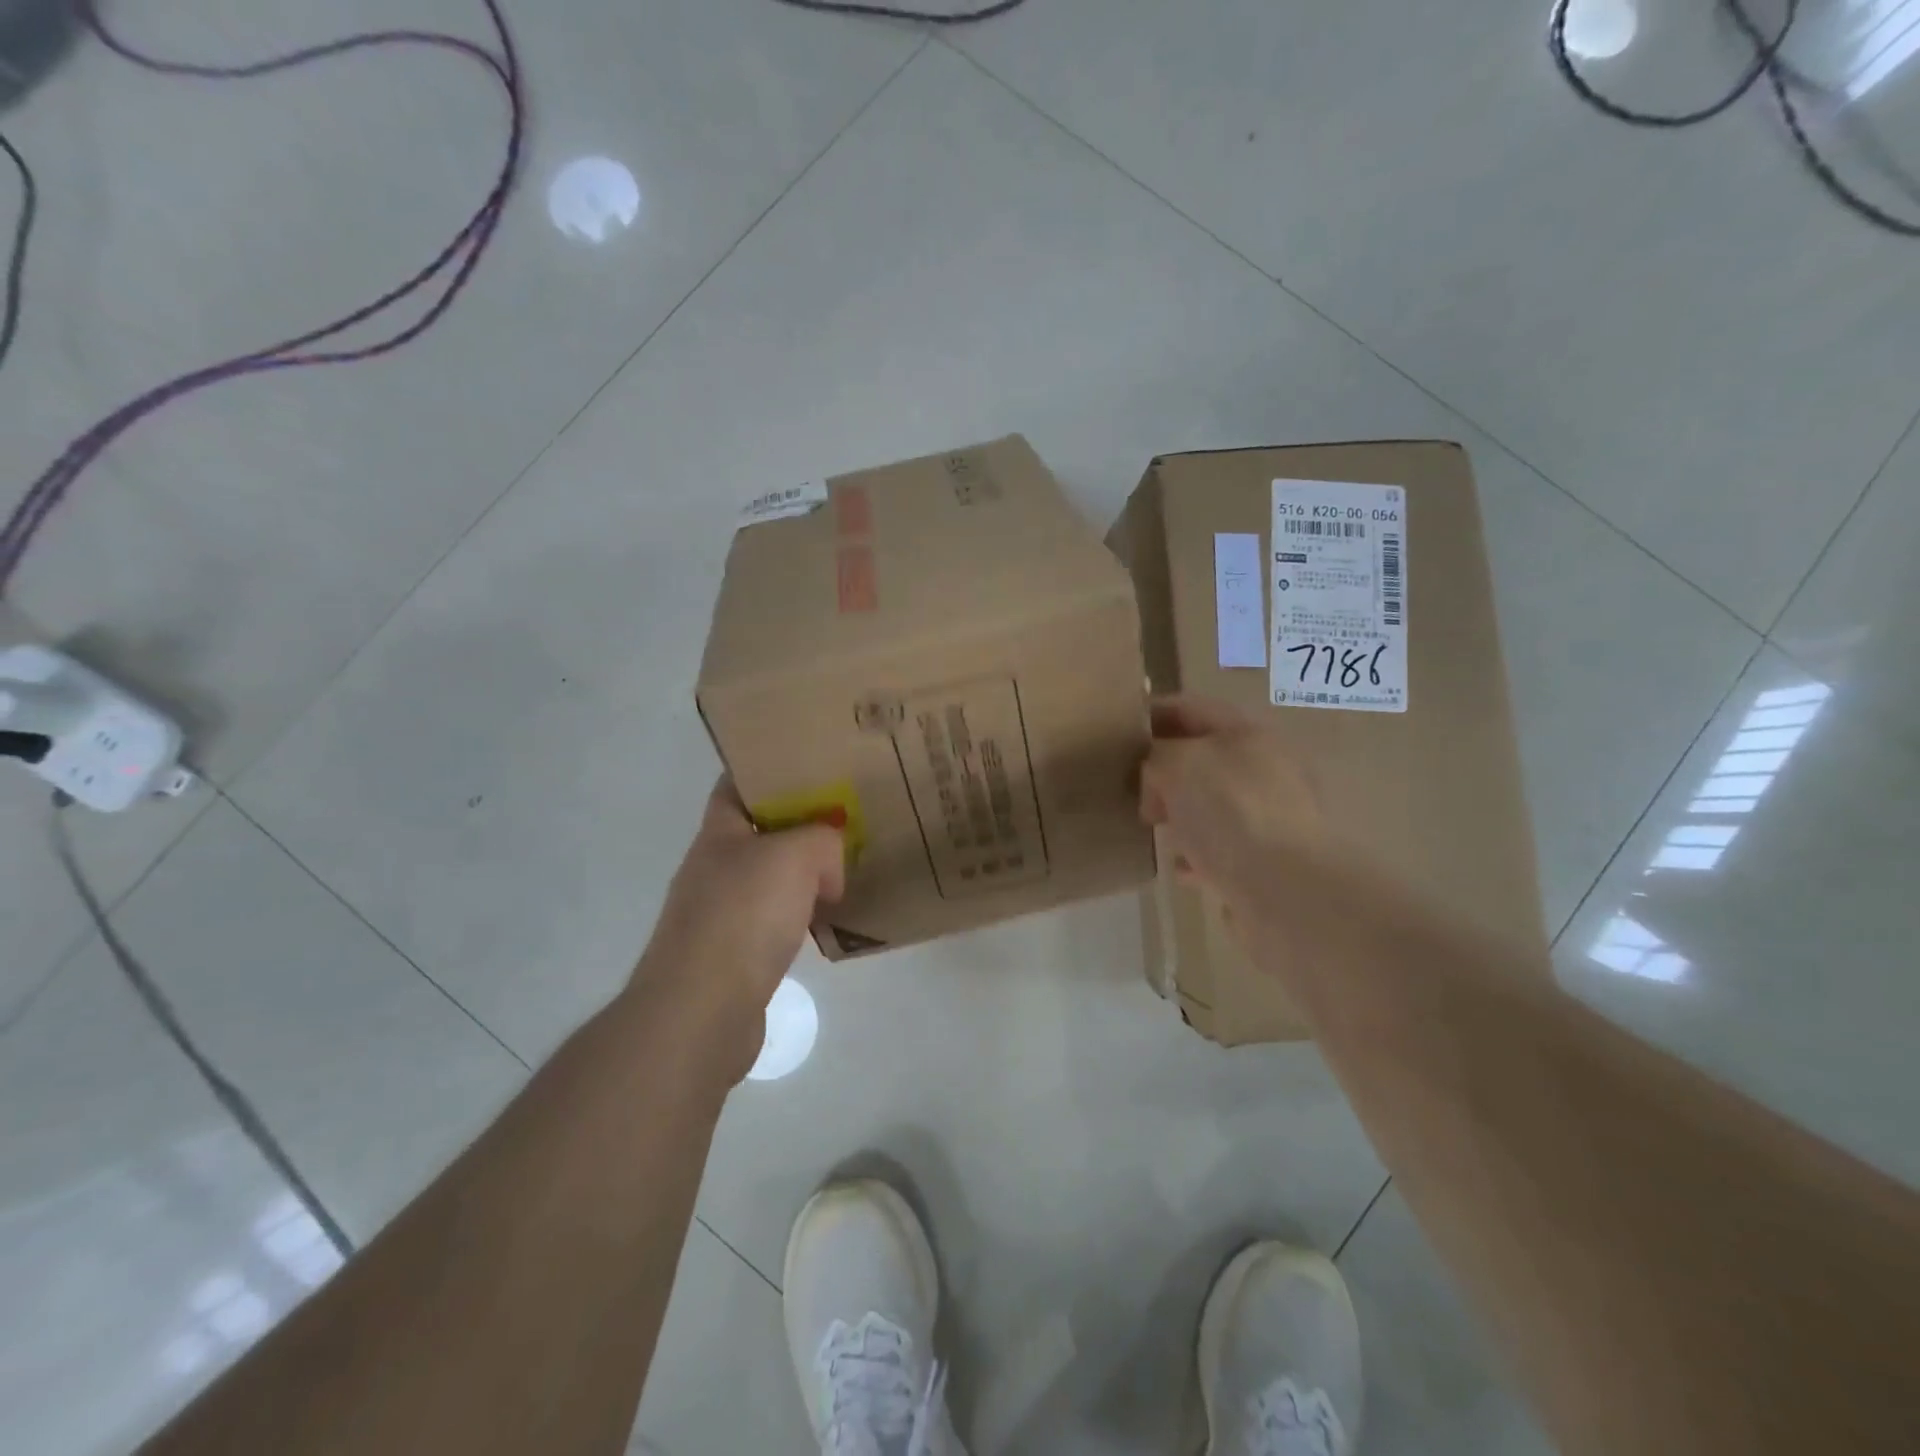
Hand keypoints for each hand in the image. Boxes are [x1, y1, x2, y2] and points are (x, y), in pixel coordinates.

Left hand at [630, 780, 844, 1078]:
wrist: (702, 1011)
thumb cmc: (744, 916)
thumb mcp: (796, 856)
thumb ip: (822, 840)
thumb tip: (829, 866)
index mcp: (718, 834)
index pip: (737, 785)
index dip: (770, 770)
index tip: (813, 767)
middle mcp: (714, 869)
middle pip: (760, 833)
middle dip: (800, 826)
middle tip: (845, 820)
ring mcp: (720, 914)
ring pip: (770, 880)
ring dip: (803, 876)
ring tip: (845, 871)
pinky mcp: (733, 956)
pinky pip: (774, 922)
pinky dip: (800, 917)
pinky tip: (827, 924)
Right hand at [1139, 696, 1323, 909]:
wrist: (1286, 891)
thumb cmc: (1230, 812)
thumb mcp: (1178, 765)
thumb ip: (1157, 755)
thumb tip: (1156, 774)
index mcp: (1247, 734)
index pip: (1191, 709)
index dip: (1153, 715)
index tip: (1118, 733)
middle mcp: (1264, 769)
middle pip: (1202, 758)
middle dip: (1163, 771)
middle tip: (1131, 788)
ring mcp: (1269, 817)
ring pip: (1211, 804)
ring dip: (1179, 813)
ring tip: (1153, 827)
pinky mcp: (1268, 860)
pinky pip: (1221, 848)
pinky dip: (1197, 854)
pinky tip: (1181, 869)